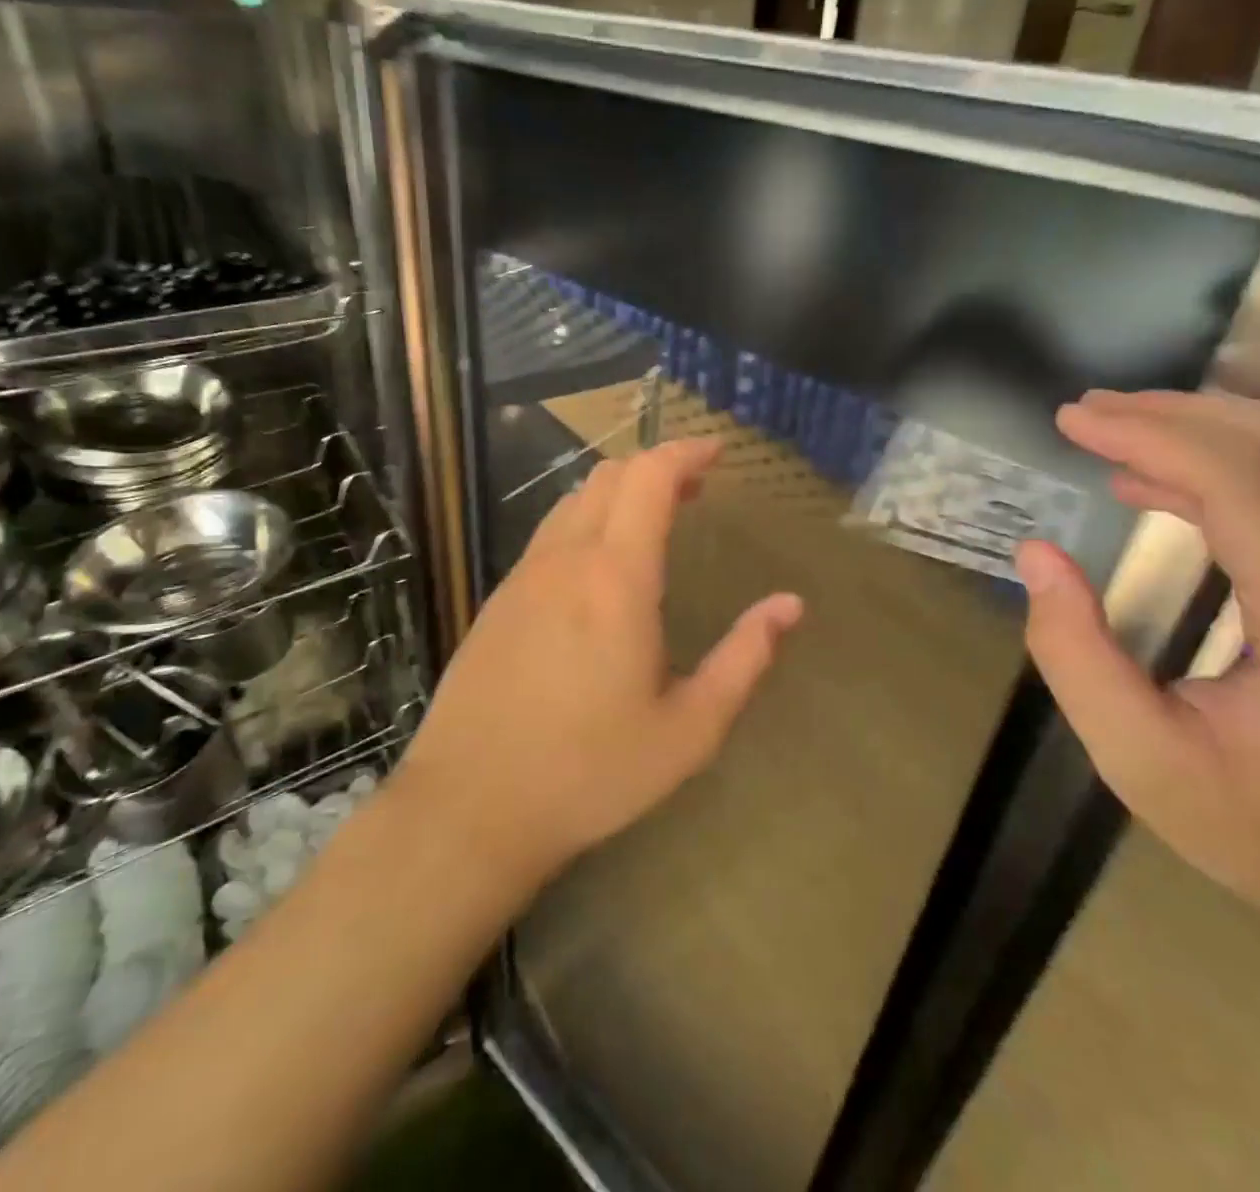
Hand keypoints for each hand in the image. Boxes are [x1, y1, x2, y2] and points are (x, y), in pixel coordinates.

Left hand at [394, 437, 803, 886]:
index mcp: (616, 578)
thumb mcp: (688, 729)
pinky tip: (601, 565)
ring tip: (654, 518)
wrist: (469, 807)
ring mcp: (523, 576)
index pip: (649, 478)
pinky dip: (586, 520)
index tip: (716, 452)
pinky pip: (549, 534)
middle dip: (657, 467)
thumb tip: (790, 606)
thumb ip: (744, 660)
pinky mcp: (498, 600)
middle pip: (609, 476)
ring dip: (618, 492)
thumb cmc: (590, 772)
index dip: (685, 452)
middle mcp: (565, 560)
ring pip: (573, 501)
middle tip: (696, 488)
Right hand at [1015, 390, 1259, 944]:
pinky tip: (1159, 484)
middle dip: (1175, 412)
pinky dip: (1226, 464)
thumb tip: (1037, 555)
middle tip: (1085, 412)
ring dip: (1202, 426)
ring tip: (1113, 430)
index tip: (1071, 421)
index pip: (1244, 487)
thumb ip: (1075, 656)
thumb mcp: (1140, 762)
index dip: (1151, 436)